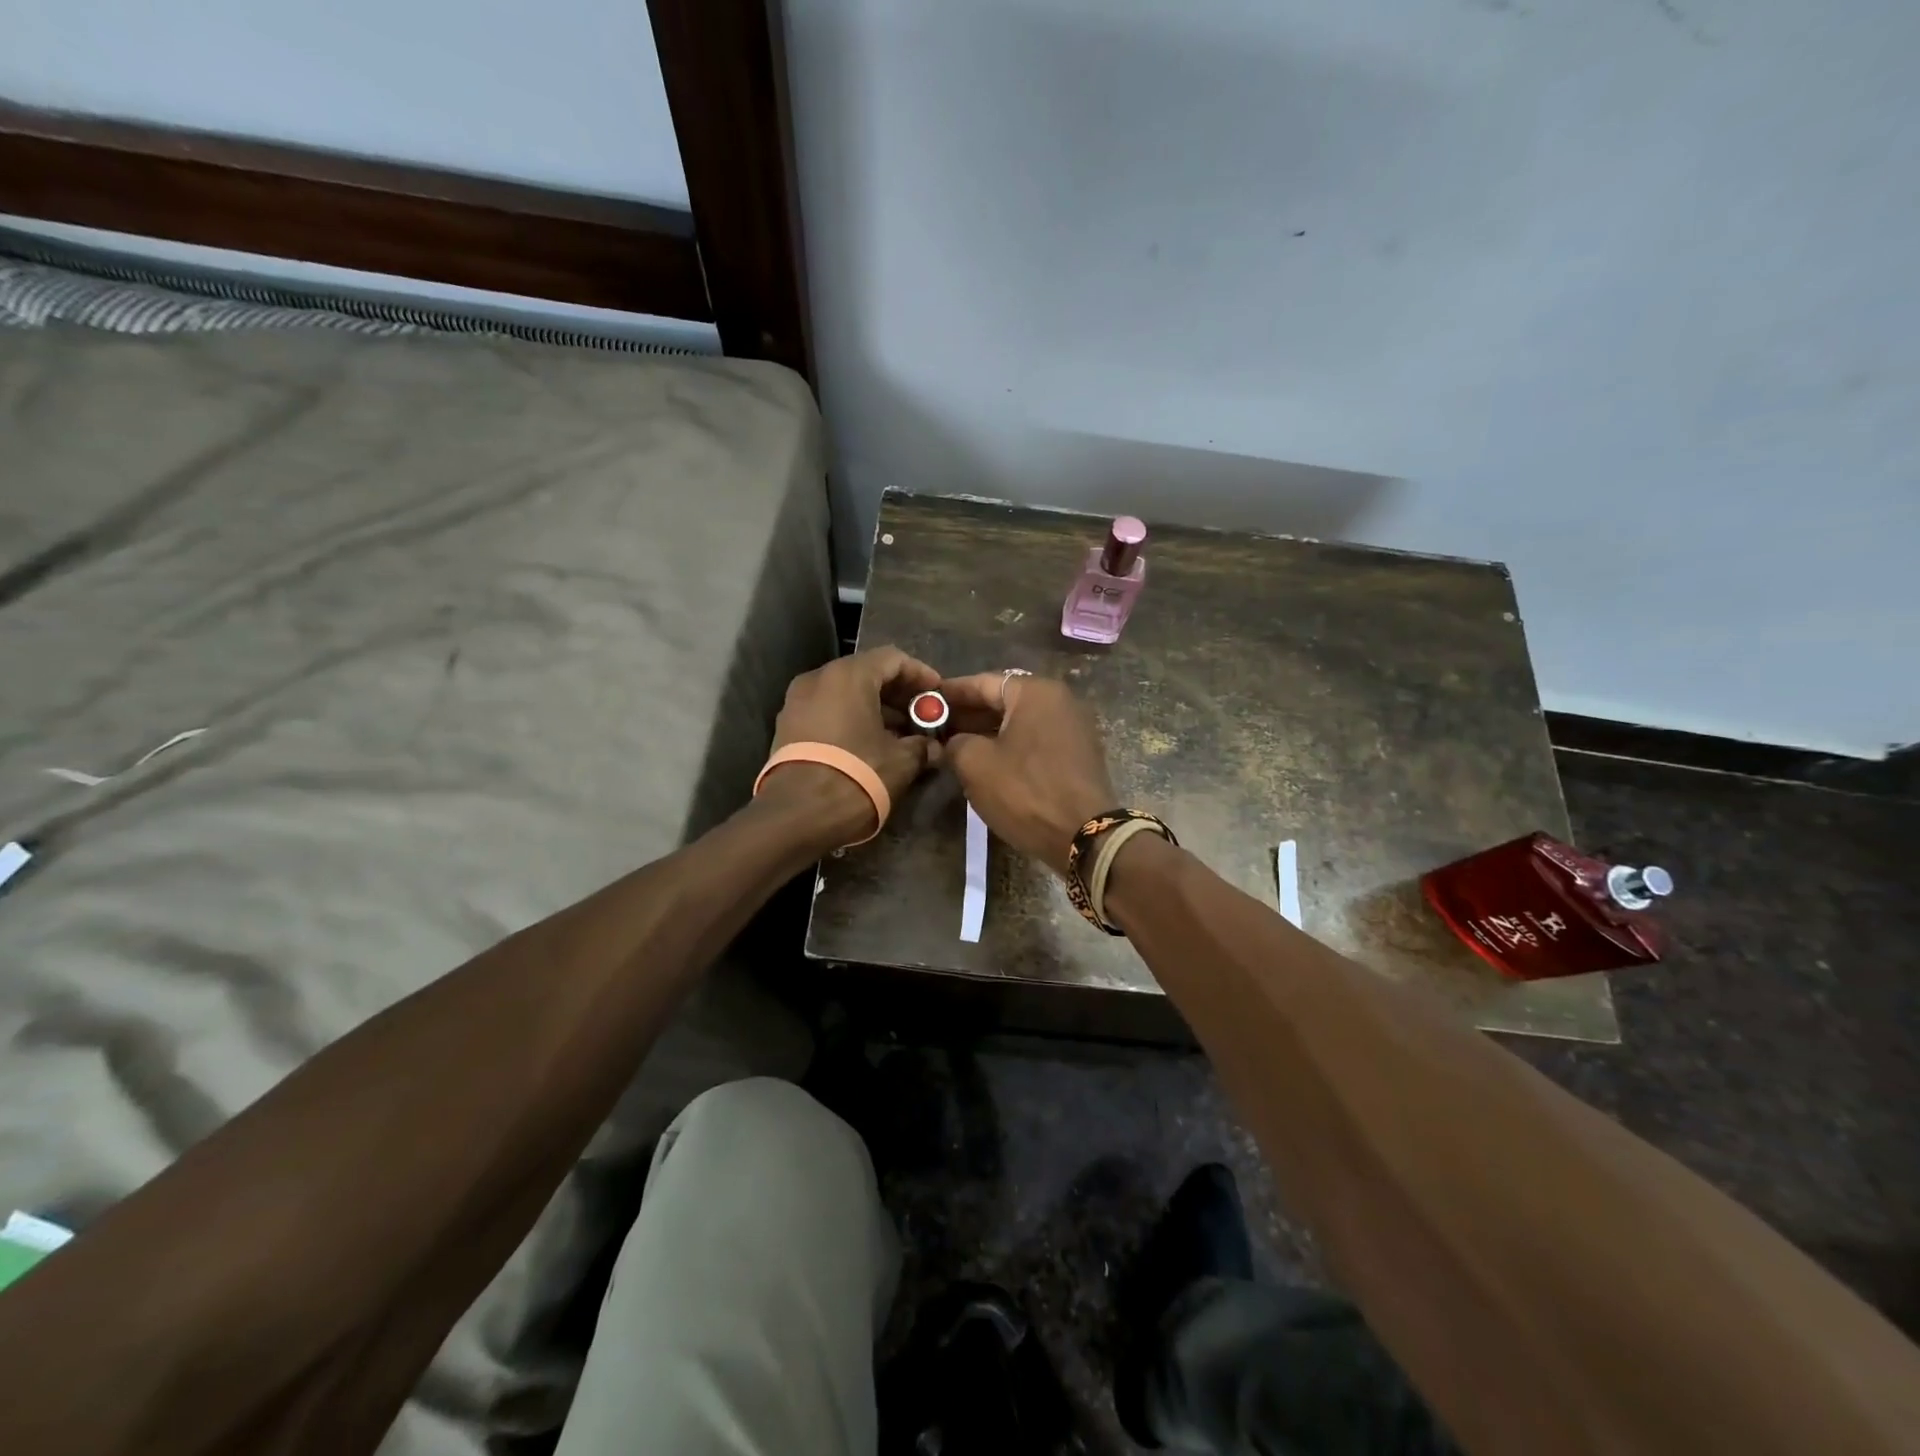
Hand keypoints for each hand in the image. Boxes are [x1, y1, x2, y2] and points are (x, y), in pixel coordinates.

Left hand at [763, 647, 943, 843]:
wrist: (797, 815)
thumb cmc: (856, 776)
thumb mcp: (901, 761)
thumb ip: (922, 746)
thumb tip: (934, 747)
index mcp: (848, 676)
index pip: (892, 659)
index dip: (920, 674)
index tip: (938, 694)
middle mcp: (818, 678)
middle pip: (866, 673)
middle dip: (897, 693)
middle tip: (921, 715)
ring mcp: (797, 702)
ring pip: (844, 693)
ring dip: (874, 708)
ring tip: (900, 734)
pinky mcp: (787, 727)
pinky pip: (827, 711)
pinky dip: (851, 719)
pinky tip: (870, 744)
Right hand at [941, 671, 1117, 874]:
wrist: (1084, 835)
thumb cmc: (1025, 791)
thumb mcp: (975, 764)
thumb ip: (955, 743)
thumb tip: (954, 742)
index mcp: (1036, 692)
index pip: (983, 682)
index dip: (950, 693)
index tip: (925, 702)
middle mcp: (1060, 700)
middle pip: (1004, 700)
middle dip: (969, 714)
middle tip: (937, 727)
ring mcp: (1074, 727)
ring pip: (1020, 722)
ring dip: (988, 732)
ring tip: (957, 747)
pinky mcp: (1079, 754)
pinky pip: (1036, 740)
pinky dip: (1011, 747)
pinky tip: (988, 763)